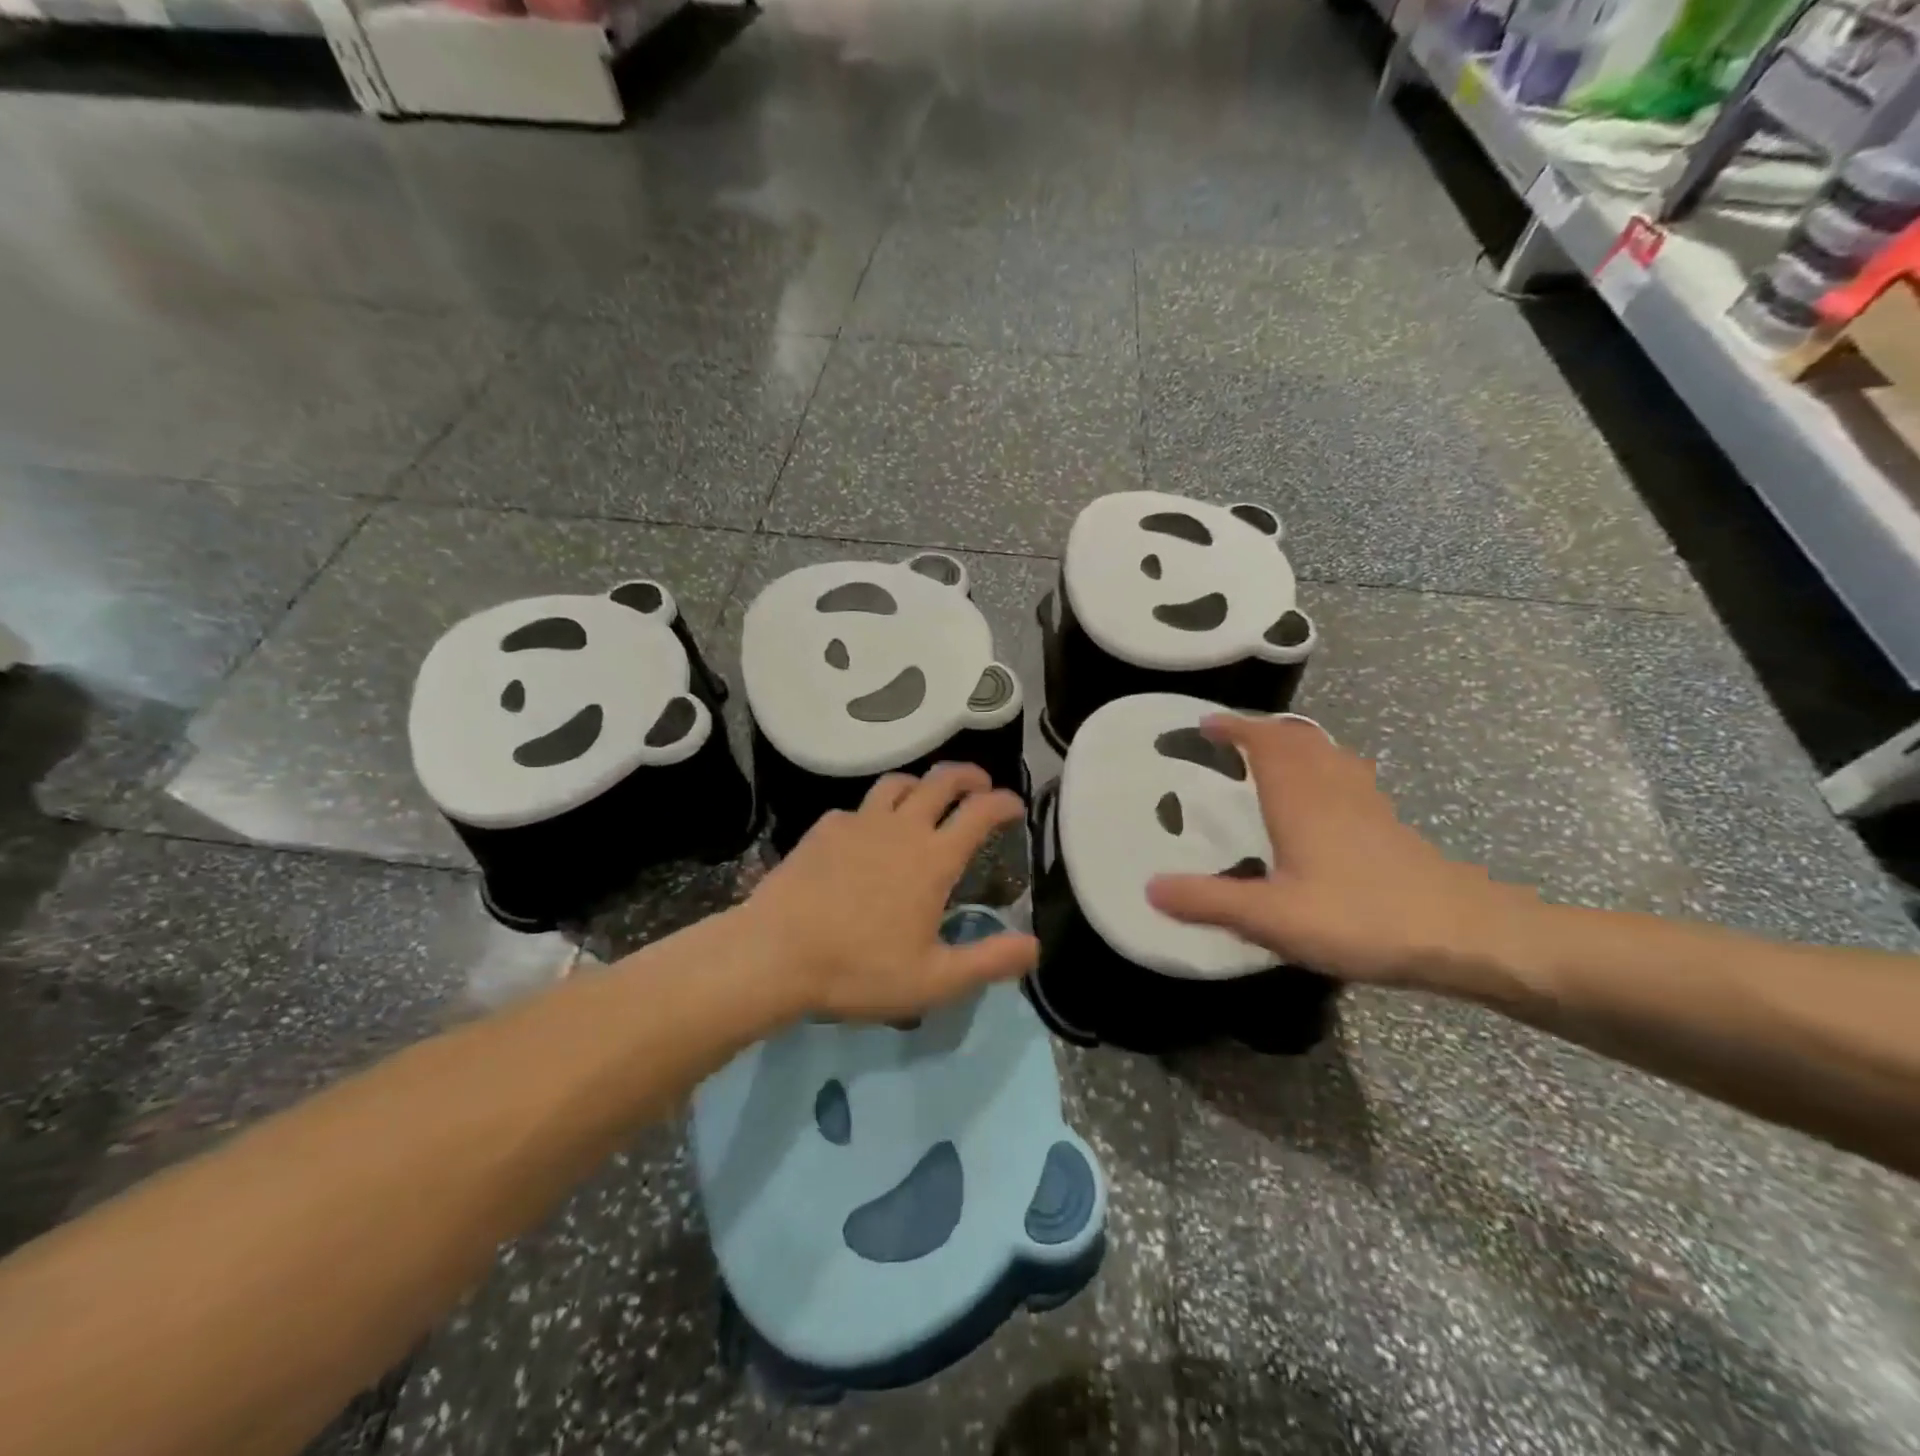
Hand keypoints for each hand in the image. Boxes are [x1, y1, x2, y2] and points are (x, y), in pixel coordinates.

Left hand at [742, 764, 1038, 1021]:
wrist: (775, 954)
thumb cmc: (859, 969)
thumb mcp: (934, 980)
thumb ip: (989, 962)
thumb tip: (1034, 946)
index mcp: (933, 859)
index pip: (980, 812)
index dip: (1003, 802)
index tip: (1014, 805)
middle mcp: (900, 828)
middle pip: (941, 781)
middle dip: (968, 776)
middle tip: (980, 784)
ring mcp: (858, 822)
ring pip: (897, 783)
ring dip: (921, 783)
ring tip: (927, 797)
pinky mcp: (824, 828)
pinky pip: (858, 807)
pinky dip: (875, 812)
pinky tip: (868, 833)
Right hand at [1146, 715, 1535, 988]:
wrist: (1466, 936)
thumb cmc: (1362, 917)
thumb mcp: (1272, 917)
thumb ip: (1209, 901)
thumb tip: (1149, 887)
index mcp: (1300, 797)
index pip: (1264, 741)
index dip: (1234, 727)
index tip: (1204, 724)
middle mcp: (1333, 788)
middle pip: (1298, 739)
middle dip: (1262, 731)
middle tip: (1232, 740)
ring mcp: (1367, 804)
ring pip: (1328, 754)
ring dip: (1296, 746)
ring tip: (1272, 760)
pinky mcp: (1390, 826)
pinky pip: (1347, 778)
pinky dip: (1323, 771)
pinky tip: (1323, 804)